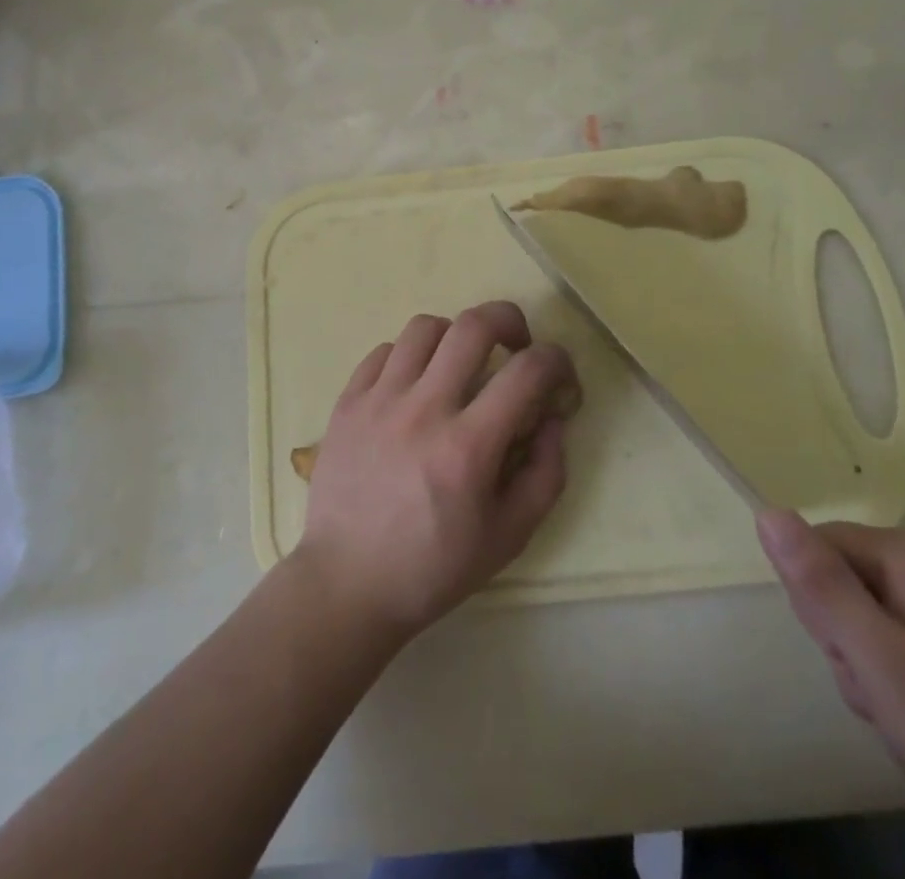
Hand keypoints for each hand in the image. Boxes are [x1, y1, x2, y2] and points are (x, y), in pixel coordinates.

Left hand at [292, 302, 577, 642]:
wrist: (347, 584)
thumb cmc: (433, 567)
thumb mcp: (509, 536)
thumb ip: (545, 474)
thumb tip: (553, 420)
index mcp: (468, 447)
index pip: (526, 371)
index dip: (556, 359)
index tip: (558, 372)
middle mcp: (423, 410)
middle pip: (473, 325)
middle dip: (508, 320)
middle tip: (515, 344)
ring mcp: (379, 401)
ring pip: (424, 327)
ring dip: (455, 335)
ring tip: (459, 364)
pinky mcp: (347, 402)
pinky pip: (383, 351)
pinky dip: (408, 356)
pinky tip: (414, 384)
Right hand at [757, 511, 904, 878]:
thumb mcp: (885, 667)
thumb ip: (820, 588)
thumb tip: (766, 511)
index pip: (817, 550)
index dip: (820, 610)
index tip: (856, 665)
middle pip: (851, 585)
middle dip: (856, 648)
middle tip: (895, 705)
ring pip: (884, 620)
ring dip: (887, 674)